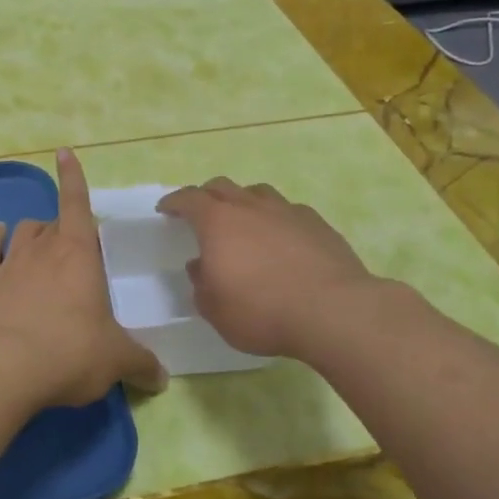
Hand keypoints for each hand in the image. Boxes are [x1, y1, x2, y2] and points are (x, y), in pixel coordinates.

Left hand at [0, 148, 166, 407]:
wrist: (3, 370)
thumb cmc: (70, 352)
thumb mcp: (116, 360)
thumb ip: (141, 364)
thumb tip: (163, 379)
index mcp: (78, 255)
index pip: (77, 204)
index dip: (73, 178)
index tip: (64, 152)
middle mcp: (42, 250)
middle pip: (53, 223)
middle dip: (64, 228)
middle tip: (77, 251)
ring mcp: (8, 265)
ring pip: (22, 232)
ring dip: (33, 232)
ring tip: (41, 242)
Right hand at [157, 178, 377, 359]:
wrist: (332, 311)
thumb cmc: (262, 312)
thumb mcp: (216, 310)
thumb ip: (202, 285)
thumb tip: (201, 266)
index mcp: (218, 223)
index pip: (189, 199)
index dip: (174, 202)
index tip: (165, 209)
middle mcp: (250, 207)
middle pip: (222, 186)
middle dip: (206, 195)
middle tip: (200, 211)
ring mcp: (287, 211)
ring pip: (258, 192)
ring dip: (243, 201)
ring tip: (242, 219)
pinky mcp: (317, 223)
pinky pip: (288, 210)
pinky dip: (276, 218)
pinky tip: (281, 236)